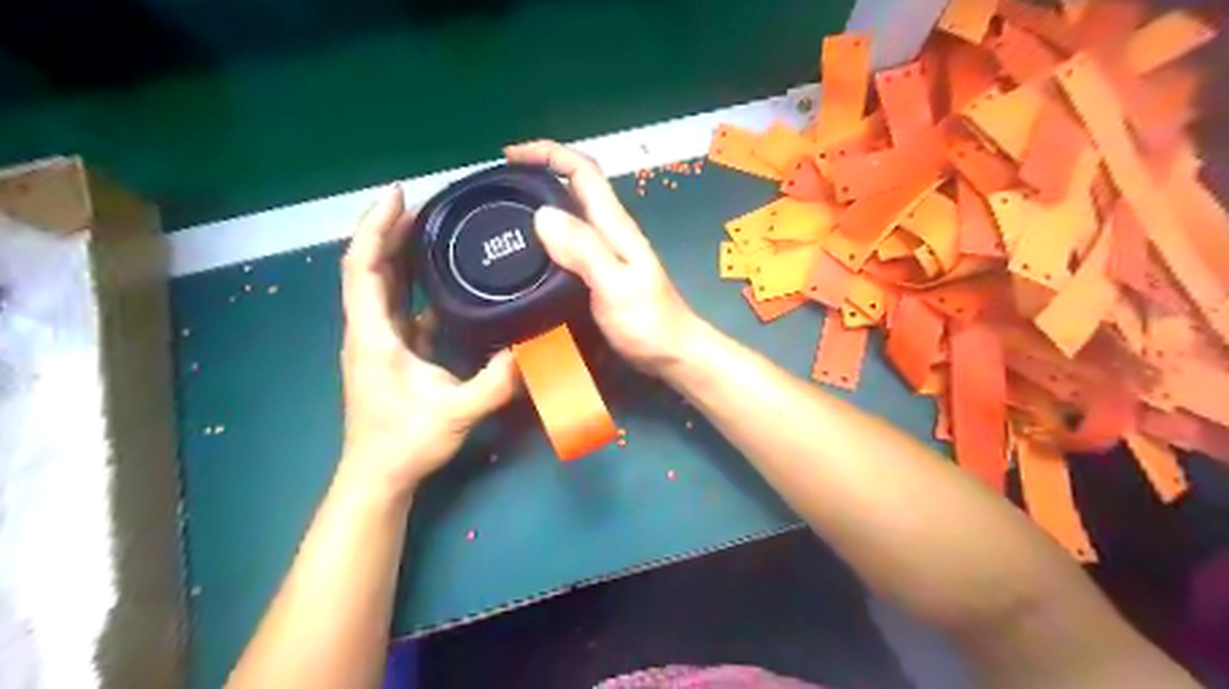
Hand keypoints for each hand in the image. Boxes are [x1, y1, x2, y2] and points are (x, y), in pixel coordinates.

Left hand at [335, 188, 516, 500]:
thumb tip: (533, 347)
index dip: (376, 227)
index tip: (399, 195)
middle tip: (426, 202)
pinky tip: (438, 275)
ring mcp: (377, 339)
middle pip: (370, 266)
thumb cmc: (406, 442)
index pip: (363, 267)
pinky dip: (411, 281)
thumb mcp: (457, 412)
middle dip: (390, 229)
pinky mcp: (389, 350)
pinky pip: (397, 304)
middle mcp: (368, 329)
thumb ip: (497, 381)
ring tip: (430, 226)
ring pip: (381, 284)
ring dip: (398, 251)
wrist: (378, 475)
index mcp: (374, 334)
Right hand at [508, 139, 699, 376]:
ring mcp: (606, 254)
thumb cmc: (649, 323)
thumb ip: (584, 250)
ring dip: (539, 206)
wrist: (673, 354)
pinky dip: (545, 239)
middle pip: (574, 187)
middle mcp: (609, 232)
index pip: (583, 171)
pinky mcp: (600, 274)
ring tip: (504, 217)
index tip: (510, 157)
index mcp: (614, 225)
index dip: (548, 153)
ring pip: (569, 215)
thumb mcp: (616, 285)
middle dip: (537, 174)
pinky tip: (528, 255)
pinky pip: (568, 244)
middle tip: (499, 188)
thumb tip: (542, 214)